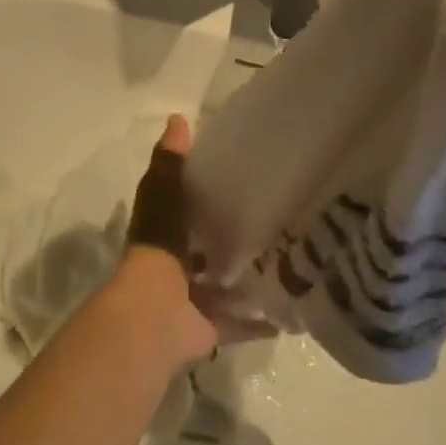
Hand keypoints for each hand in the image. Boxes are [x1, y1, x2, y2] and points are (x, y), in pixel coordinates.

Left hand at [112, 116, 274, 367]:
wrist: (155, 312)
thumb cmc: (159, 247)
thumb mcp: (163, 195)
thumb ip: (171, 162)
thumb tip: (177, 118)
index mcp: (165, 231)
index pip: (186, 208)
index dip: (207, 194)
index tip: (241, 178)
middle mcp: (178, 264)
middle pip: (207, 249)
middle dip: (232, 238)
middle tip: (276, 221)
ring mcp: (193, 298)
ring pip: (224, 285)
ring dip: (247, 278)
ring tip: (289, 262)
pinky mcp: (210, 326)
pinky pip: (239, 322)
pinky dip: (259, 320)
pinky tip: (290, 311)